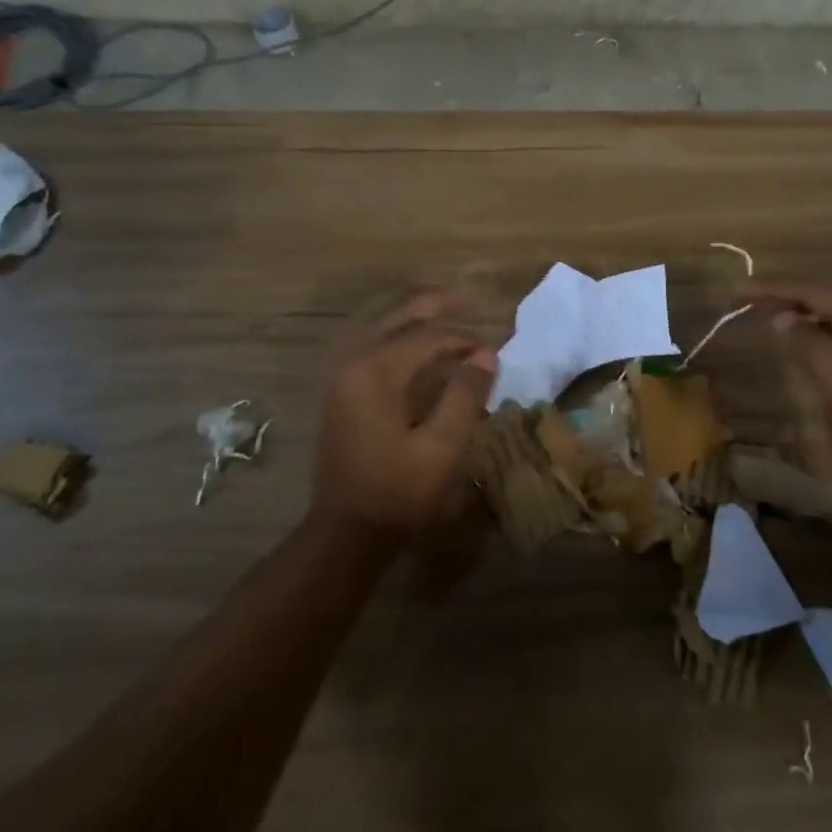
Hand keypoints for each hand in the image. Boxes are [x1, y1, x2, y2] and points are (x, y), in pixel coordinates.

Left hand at [309, 290, 498, 543]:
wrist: (347, 531)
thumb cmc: (399, 492)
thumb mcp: (443, 447)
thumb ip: (465, 395)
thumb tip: (485, 354)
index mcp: (375, 373)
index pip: (426, 337)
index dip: (463, 339)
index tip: (492, 352)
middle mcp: (352, 364)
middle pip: (395, 319)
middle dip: (432, 306)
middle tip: (466, 300)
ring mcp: (340, 378)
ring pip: (377, 327)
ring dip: (410, 315)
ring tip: (442, 310)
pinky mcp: (339, 393)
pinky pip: (367, 344)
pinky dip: (393, 333)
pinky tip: (410, 340)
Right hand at [747, 284, 831, 489]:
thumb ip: (813, 346)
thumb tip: (783, 317)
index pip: (818, 293)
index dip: (776, 289)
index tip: (739, 291)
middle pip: (829, 299)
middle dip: (787, 296)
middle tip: (746, 300)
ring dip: (801, 312)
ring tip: (765, 313)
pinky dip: (818, 330)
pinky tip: (800, 338)